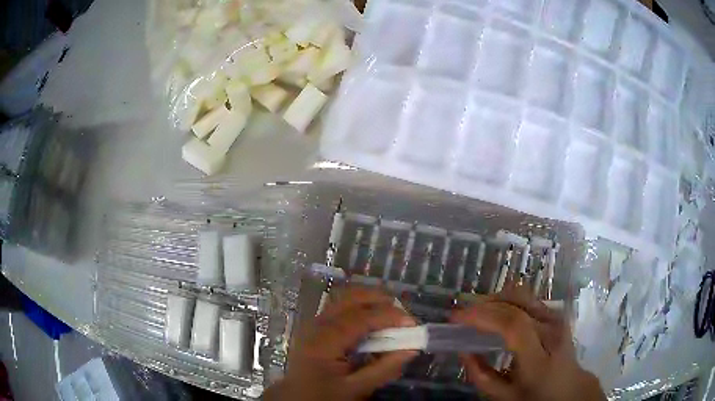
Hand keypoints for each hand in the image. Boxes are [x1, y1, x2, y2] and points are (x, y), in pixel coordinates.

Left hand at [264, 286, 417, 400]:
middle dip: (379, 298)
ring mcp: (314, 323)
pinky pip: (340, 307)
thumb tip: (412, 349)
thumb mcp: (355, 389)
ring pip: (343, 298)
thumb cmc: (323, 395)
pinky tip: (372, 322)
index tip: (412, 323)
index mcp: (324, 341)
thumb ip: (384, 369)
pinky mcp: (316, 327)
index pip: (360, 318)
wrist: (295, 397)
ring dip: (370, 300)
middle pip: (349, 297)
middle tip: (402, 314)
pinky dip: (360, 307)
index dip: (388, 316)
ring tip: (390, 314)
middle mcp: (317, 325)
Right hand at [451, 284, 605, 400]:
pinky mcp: (556, 312)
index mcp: (539, 359)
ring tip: (477, 312)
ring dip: (495, 299)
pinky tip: (496, 312)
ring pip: (522, 295)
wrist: (570, 387)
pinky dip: (507, 300)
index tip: (456, 318)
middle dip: (484, 304)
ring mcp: (557, 318)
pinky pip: (528, 298)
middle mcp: (552, 331)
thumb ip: (481, 376)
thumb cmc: (536, 396)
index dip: (483, 316)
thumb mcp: (505, 397)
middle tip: (462, 314)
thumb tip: (464, 351)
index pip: (513, 326)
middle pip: (517, 304)